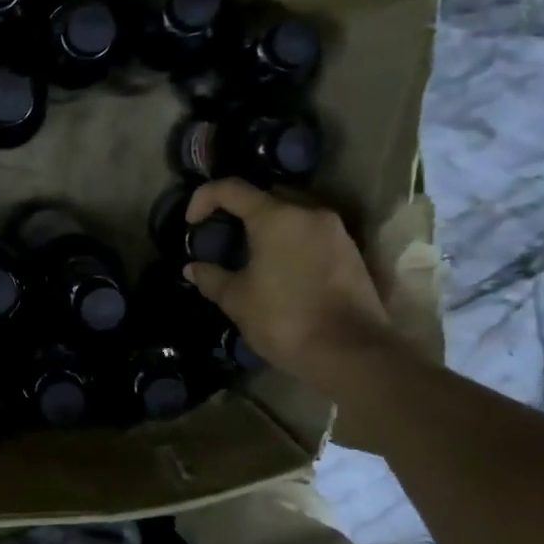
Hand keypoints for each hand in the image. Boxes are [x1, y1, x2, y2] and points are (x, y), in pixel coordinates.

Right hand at [184, 179, 404, 396]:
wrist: (352, 353)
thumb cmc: (285, 320)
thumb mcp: (238, 301)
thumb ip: (212, 278)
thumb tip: (194, 268)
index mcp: (276, 217)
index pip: (231, 189)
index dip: (204, 199)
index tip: (192, 224)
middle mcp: (309, 213)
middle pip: (266, 196)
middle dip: (239, 210)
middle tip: (222, 235)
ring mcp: (335, 231)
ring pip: (292, 213)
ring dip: (268, 226)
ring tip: (250, 253)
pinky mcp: (351, 252)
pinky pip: (311, 232)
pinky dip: (290, 240)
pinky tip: (279, 268)